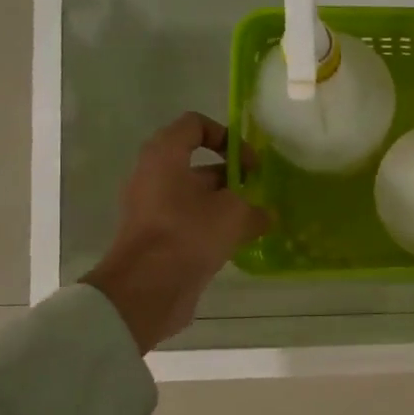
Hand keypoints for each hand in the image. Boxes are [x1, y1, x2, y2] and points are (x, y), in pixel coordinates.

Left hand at [82, 113, 269, 352]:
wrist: (147, 289)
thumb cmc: (189, 234)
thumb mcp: (235, 214)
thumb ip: (255, 208)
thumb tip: (266, 215)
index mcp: (165, 156)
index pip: (195, 125)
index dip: (226, 136)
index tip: (249, 162)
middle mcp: (153, 176)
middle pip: (197, 162)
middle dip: (231, 174)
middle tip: (257, 191)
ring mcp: (152, 208)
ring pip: (195, 195)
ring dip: (225, 203)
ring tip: (254, 220)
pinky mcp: (156, 236)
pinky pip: (189, 221)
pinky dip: (212, 226)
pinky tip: (237, 242)